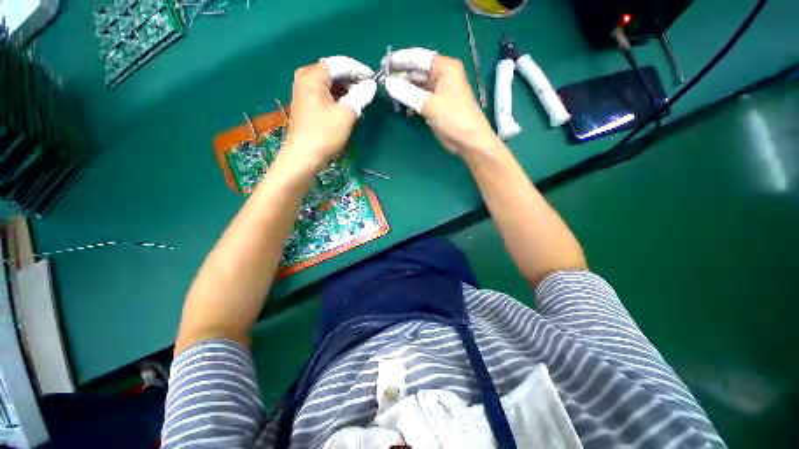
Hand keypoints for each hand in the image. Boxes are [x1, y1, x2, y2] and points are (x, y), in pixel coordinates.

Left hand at [283, 56, 376, 167]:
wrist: (303, 156)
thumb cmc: (324, 134)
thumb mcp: (346, 114)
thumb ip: (360, 96)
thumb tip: (371, 86)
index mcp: (312, 75)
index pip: (339, 64)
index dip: (358, 70)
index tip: (373, 79)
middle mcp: (305, 78)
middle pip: (333, 72)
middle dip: (352, 81)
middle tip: (367, 92)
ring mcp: (303, 91)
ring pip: (329, 84)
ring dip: (346, 91)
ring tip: (360, 101)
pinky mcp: (305, 104)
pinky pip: (325, 94)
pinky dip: (338, 98)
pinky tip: (348, 107)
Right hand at [382, 49, 498, 155]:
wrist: (469, 139)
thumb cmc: (453, 117)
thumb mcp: (429, 104)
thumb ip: (407, 93)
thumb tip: (387, 84)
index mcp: (445, 67)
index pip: (419, 57)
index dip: (401, 60)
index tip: (384, 64)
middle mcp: (442, 76)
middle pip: (418, 71)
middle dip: (401, 76)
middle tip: (384, 82)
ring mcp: (440, 91)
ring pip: (418, 86)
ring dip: (406, 91)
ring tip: (391, 95)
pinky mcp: (437, 105)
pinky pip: (421, 99)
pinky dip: (413, 103)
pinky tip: (405, 110)